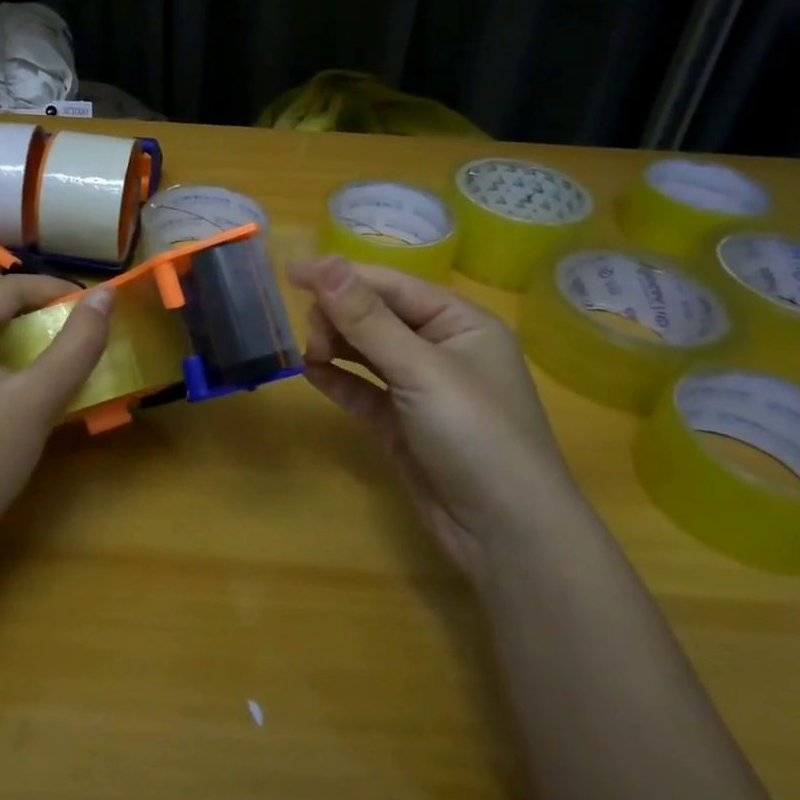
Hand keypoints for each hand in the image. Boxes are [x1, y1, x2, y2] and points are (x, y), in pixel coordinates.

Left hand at [0, 276, 113, 575]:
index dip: (54, 288)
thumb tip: (107, 295)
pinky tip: (19, 369)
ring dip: (15, 323)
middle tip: (76, 320)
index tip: (96, 306)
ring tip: (53, 338)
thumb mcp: (37, 401)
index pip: (5, 287)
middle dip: (34, 302)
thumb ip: (76, 345)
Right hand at [288, 255, 581, 576]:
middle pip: (377, 316)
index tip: (292, 273)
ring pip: (367, 352)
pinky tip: (311, 373)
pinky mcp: (402, 425)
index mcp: (460, 322)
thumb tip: (323, 262)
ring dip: (336, 346)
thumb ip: (367, 318)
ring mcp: (421, 389)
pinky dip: (338, 379)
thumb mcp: (421, 369)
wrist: (507, 536)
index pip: (392, 286)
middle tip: (311, 335)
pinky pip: (363, 390)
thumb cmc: (476, 435)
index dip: (342, 276)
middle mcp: (442, 349)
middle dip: (340, 317)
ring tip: (310, 354)